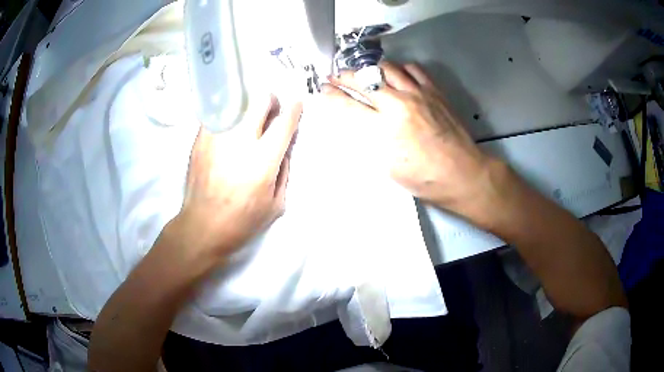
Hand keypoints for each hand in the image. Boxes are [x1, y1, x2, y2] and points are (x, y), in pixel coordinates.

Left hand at [176, 96, 301, 259]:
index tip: (296, 104)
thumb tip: (284, 148)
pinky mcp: (200, 140)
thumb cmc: (241, 222)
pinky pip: (218, 114)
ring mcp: (217, 138)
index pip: (283, 123)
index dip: (294, 110)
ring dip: (249, 107)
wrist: (201, 227)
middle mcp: (240, 142)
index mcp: (262, 161)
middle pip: (260, 101)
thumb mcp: (276, 205)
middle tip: (271, 111)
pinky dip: (229, 116)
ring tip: (248, 121)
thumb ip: (284, 172)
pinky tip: (229, 130)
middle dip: (271, 101)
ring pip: (238, 102)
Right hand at [321, 62, 492, 211]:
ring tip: (362, 73)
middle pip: (363, 81)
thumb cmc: (424, 179)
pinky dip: (400, 69)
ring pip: (386, 69)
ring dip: (369, 69)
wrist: (462, 174)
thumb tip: (358, 123)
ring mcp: (418, 94)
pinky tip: (396, 75)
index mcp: (384, 129)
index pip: (349, 106)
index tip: (322, 90)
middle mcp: (398, 105)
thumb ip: (370, 140)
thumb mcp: (388, 167)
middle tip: (334, 77)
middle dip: (343, 77)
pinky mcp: (434, 91)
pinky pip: (413, 69)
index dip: (332, 96)